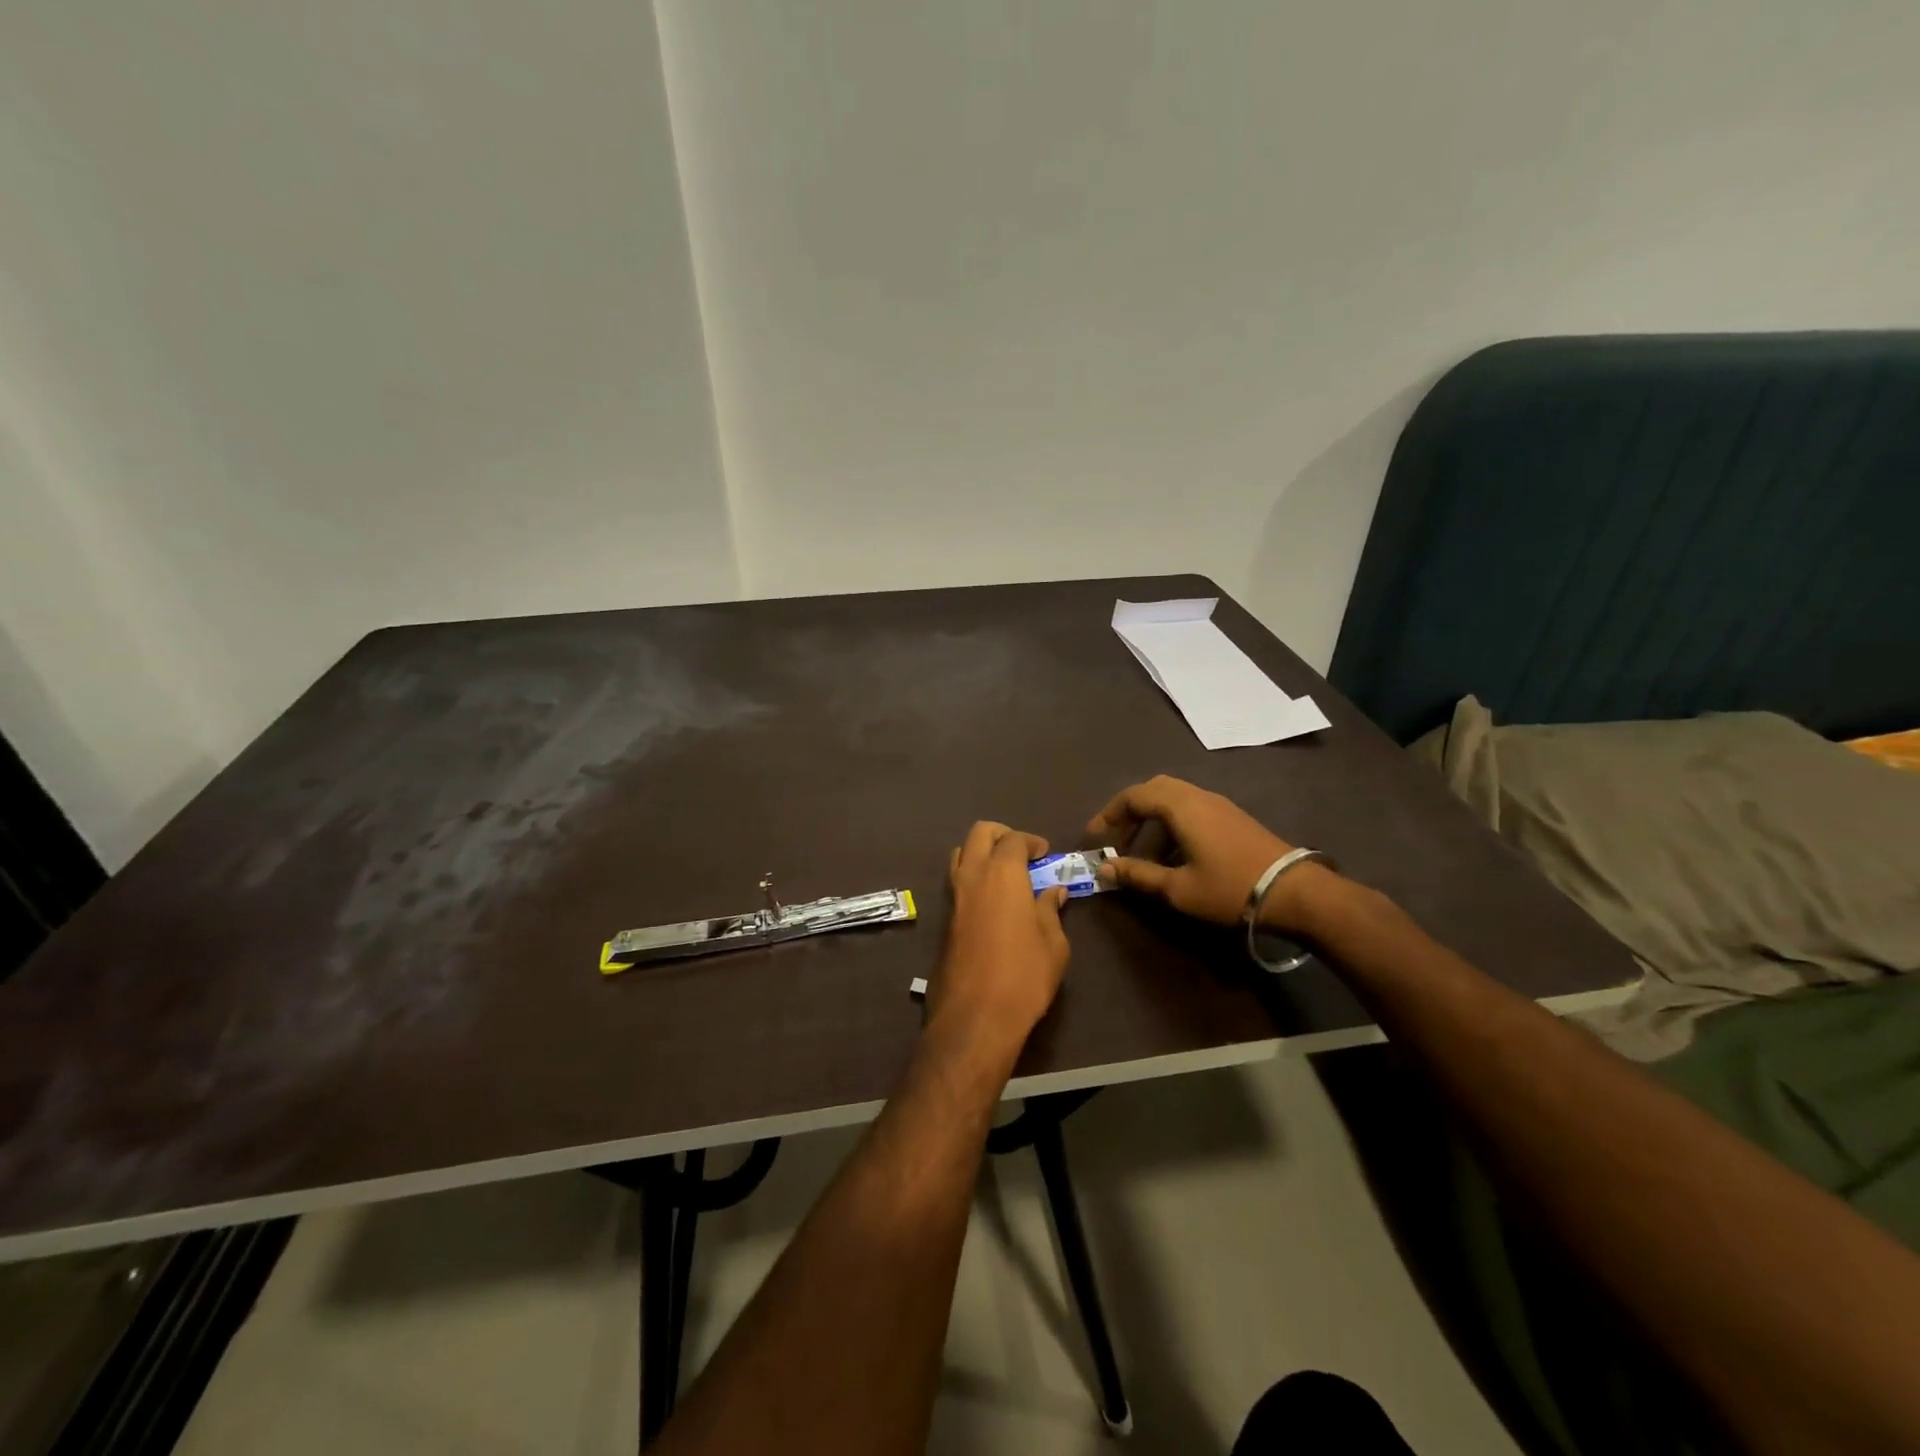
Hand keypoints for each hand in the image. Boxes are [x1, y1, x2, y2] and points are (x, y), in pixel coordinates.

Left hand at [931, 822, 1070, 1057]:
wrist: (975, 1017)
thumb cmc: (1024, 976)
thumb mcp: (1053, 944)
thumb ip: (1050, 911)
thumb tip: (1053, 891)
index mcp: (1002, 873)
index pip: (1014, 839)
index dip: (1031, 841)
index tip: (1045, 854)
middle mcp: (972, 876)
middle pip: (980, 833)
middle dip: (1002, 835)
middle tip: (1022, 853)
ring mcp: (953, 897)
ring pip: (961, 854)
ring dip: (981, 853)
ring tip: (1005, 875)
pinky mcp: (944, 920)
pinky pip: (956, 882)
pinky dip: (972, 878)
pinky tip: (991, 901)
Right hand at [1088, 775, 1328, 930]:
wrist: (1294, 892)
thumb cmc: (1229, 888)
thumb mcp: (1177, 888)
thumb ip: (1138, 875)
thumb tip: (1104, 869)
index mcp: (1180, 807)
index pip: (1133, 796)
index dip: (1109, 815)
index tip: (1095, 837)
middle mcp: (1197, 796)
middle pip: (1154, 789)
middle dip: (1130, 811)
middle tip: (1117, 838)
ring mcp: (1219, 804)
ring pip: (1174, 796)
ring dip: (1152, 817)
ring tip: (1143, 850)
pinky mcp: (1232, 817)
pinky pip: (1191, 806)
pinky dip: (1172, 821)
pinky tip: (1175, 853)